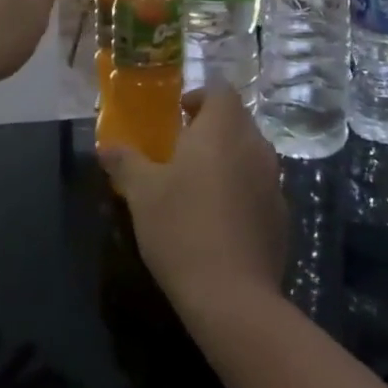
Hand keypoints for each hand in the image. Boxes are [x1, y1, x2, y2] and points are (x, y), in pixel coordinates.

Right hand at [100, 85, 286, 313]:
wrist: (232, 296)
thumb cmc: (181, 228)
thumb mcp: (141, 192)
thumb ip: (125, 162)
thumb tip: (106, 147)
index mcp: (223, 130)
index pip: (220, 90)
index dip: (199, 95)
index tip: (177, 115)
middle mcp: (255, 147)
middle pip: (237, 120)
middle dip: (211, 127)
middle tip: (180, 149)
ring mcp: (274, 182)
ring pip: (250, 153)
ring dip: (227, 158)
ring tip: (197, 183)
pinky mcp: (281, 215)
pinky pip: (259, 186)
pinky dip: (241, 189)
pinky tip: (218, 218)